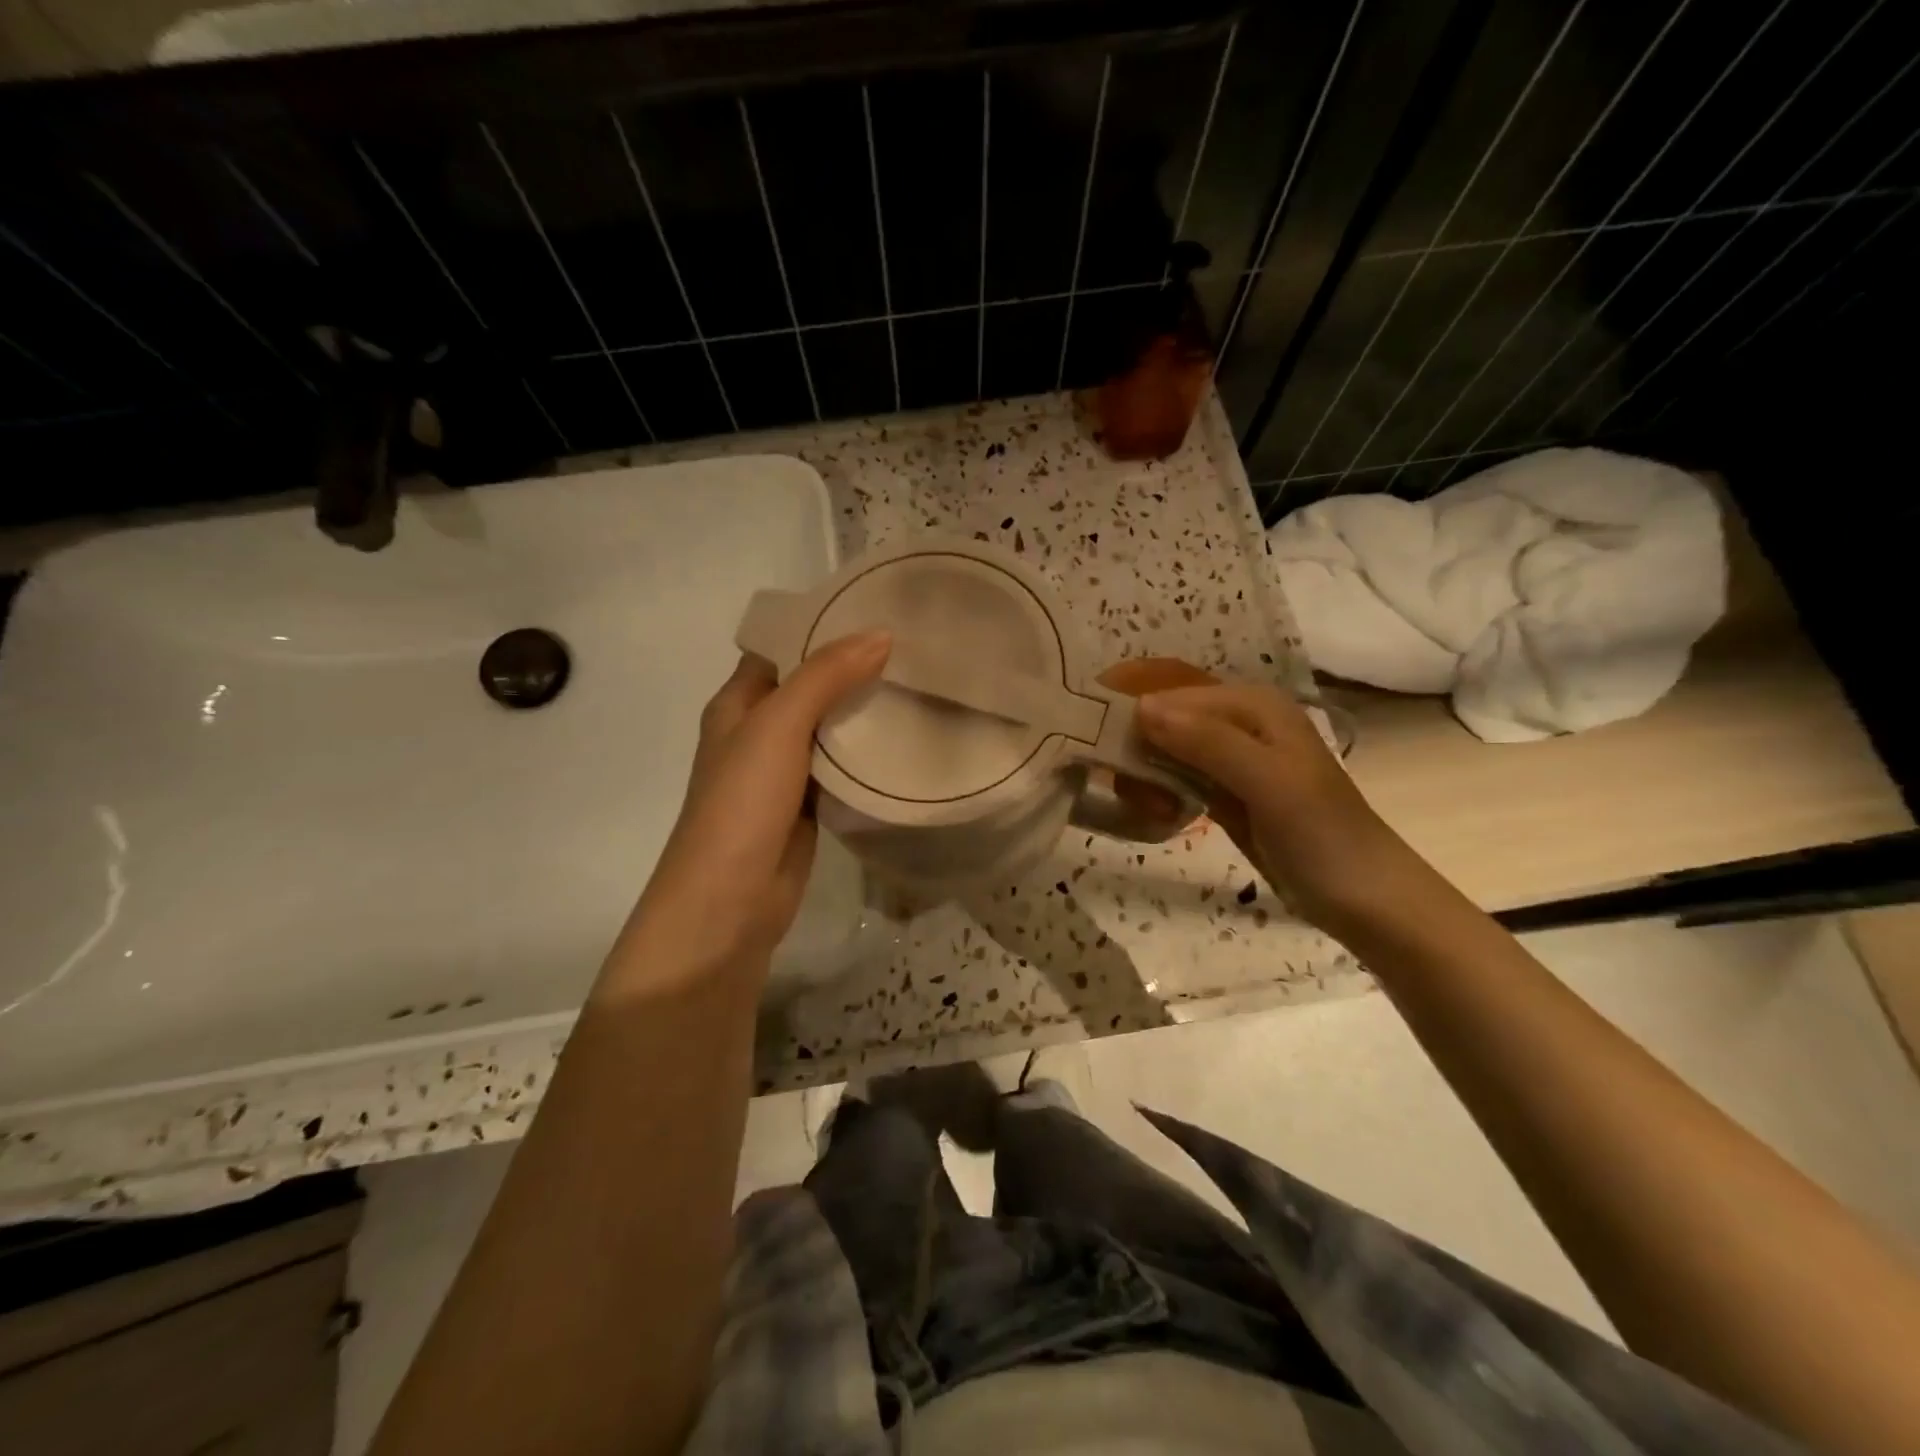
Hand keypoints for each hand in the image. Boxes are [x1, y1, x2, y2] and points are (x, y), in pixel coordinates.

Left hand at [601, 631, 890, 996]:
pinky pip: (840, 767)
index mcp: (738, 703)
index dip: (822, 627)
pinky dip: (866, 753)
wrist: (729, 903)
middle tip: (914, 646)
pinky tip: (906, 738)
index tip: (877, 609)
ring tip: (920, 682)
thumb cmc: (741, 804)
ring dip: (864, 709)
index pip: (782, 648)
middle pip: (811, 686)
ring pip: (829, 727)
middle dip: (854, 667)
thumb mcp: (778, 727)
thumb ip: (825, 677)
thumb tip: (880, 633)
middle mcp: (759, 731)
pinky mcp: (808, 804)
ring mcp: (784, 771)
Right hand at [1137, 683, 1410, 928]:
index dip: (1131, 712)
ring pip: (1165, 749)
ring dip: (1145, 774)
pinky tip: (1159, 812)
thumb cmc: (1321, 835)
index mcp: (1252, 705)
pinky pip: (1176, 778)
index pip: (1172, 693)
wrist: (1365, 899)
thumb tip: (1141, 708)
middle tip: (1128, 790)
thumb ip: (1208, 742)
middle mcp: (1238, 722)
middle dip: (1136, 748)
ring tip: (1150, 808)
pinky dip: (1159, 791)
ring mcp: (1231, 759)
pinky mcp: (1225, 792)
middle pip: (1164, 718)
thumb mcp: (1269, 782)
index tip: (1092, 743)